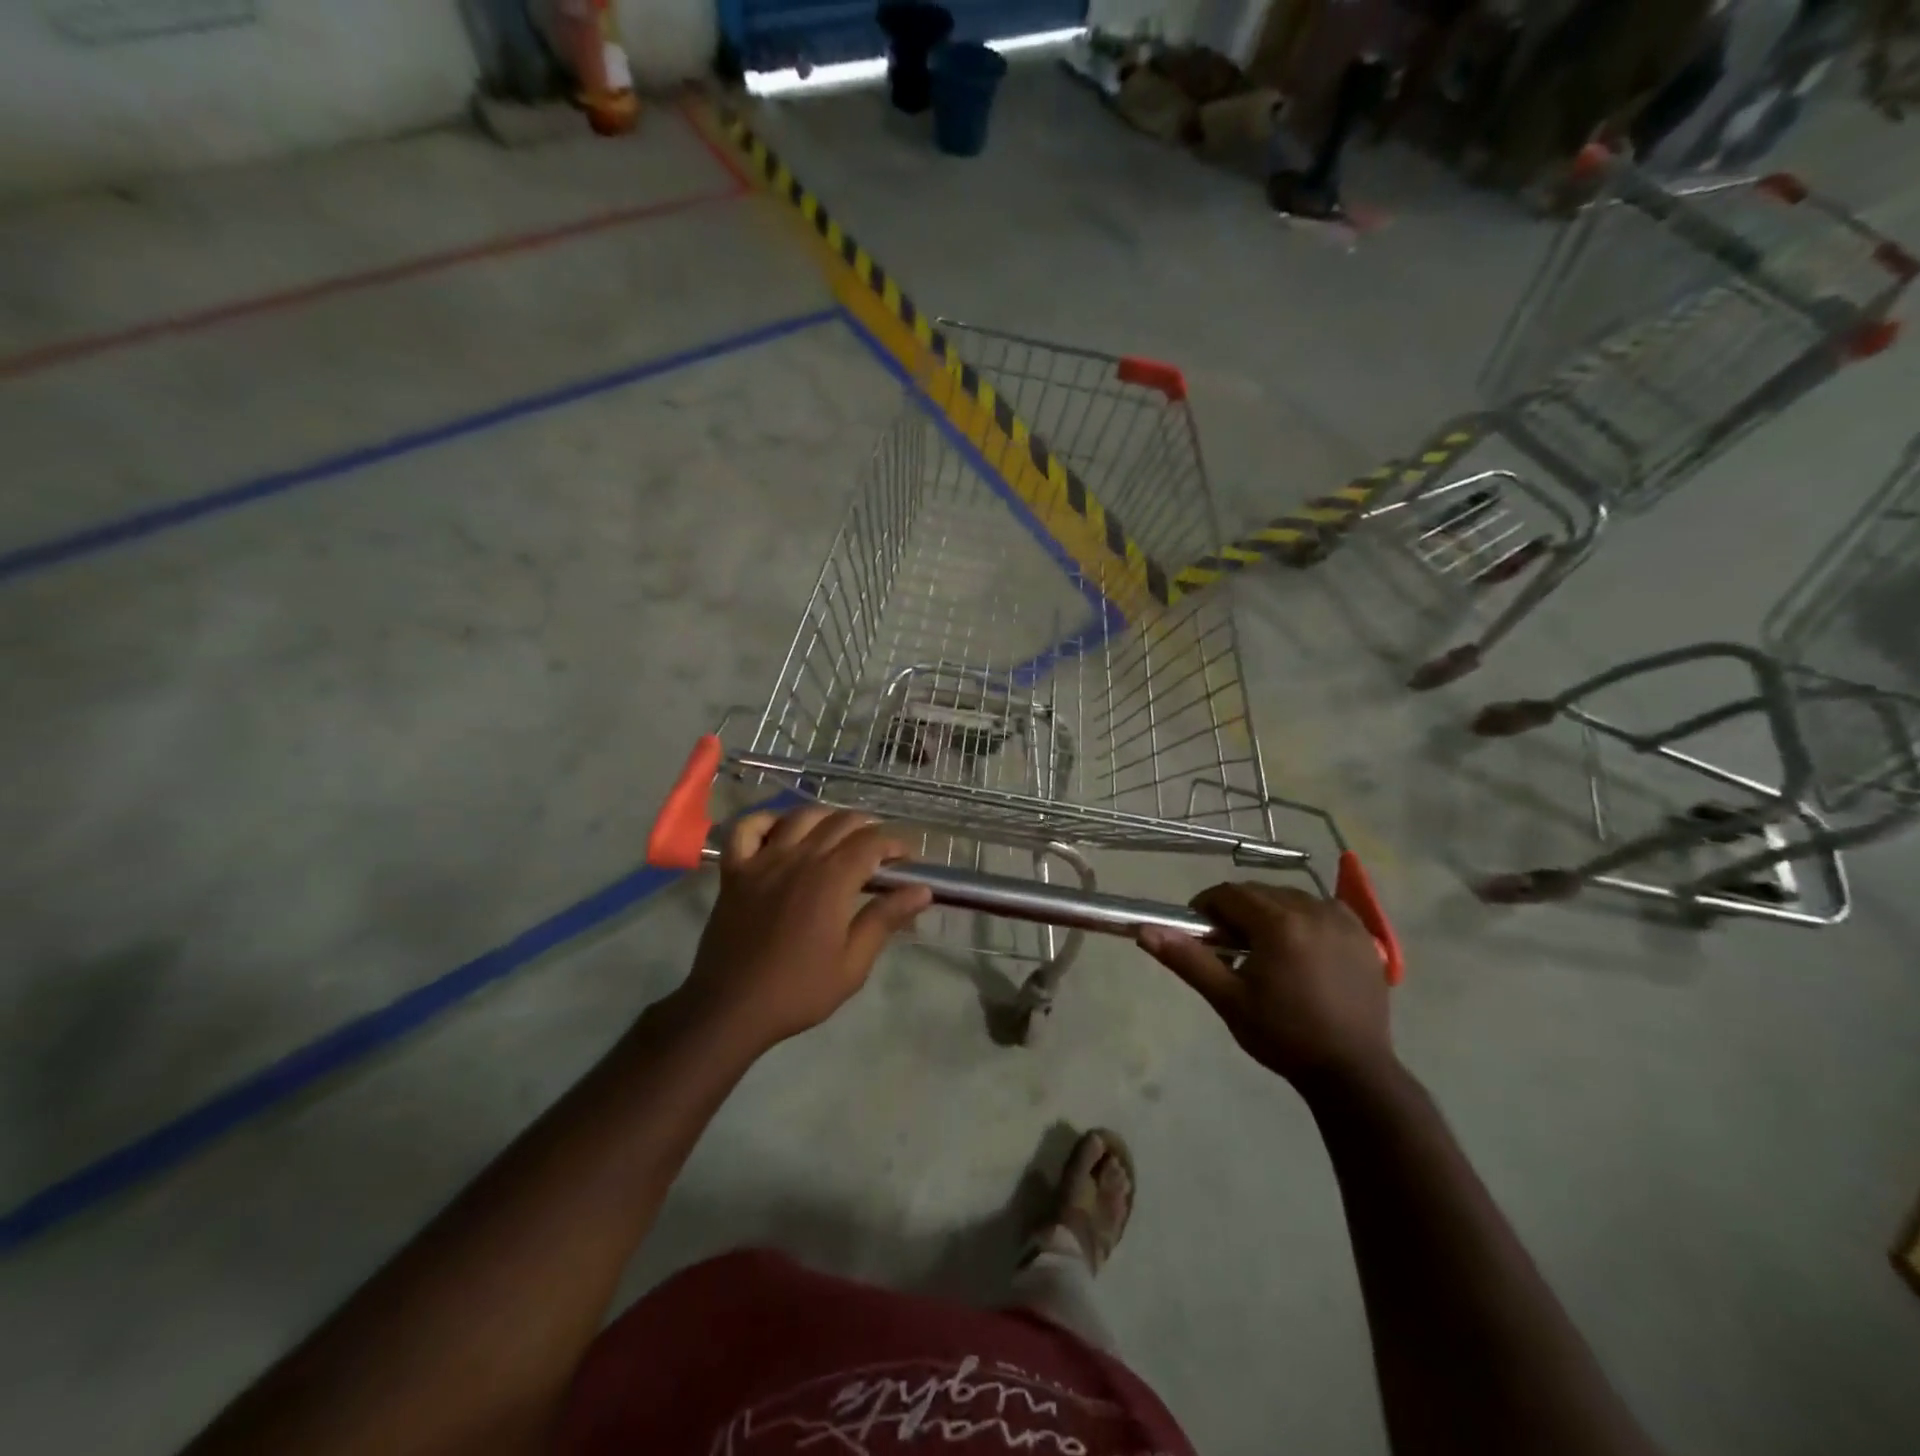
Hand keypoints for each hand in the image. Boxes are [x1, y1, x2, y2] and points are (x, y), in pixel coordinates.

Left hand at [678, 807, 931, 1049]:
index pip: (872, 841)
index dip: (895, 844)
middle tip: (879, 852)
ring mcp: (763, 860)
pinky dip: (767, 821)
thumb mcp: (853, 964)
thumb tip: (922, 890)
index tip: (907, 861)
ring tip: (839, 836)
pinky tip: (782, 832)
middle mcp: (800, 858)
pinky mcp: (735, 870)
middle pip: (841, 821)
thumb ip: (885, 919)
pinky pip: (747, 828)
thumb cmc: (798, 990)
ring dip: (827, 818)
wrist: (731, 1007)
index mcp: (832, 879)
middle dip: (868, 828)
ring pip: (800, 816)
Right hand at [1138, 883, 1393, 1090]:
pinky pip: (1322, 910)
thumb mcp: (1228, 999)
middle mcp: (1313, 910)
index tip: (1202, 934)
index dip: (1207, 908)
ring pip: (1291, 898)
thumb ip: (1187, 959)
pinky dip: (1305, 919)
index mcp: (1278, 923)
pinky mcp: (1365, 935)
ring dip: (1271, 914)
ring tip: (1266, 952)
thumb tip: (1145, 931)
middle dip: (1238, 912)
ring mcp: (1344, 921)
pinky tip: (1302, 950)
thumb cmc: (1283, 1035)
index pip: (1229, 894)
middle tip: (1231, 949)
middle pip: (1260, 893)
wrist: (1352, 1071)